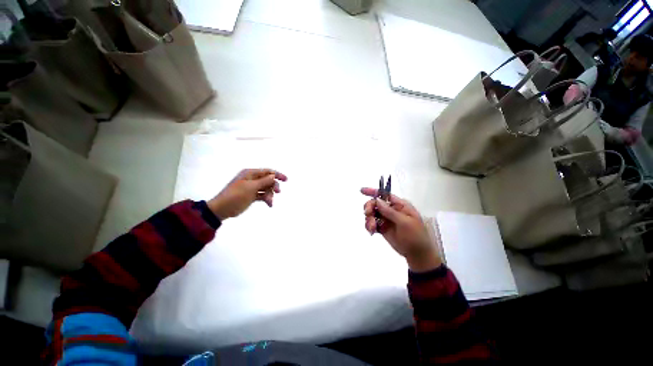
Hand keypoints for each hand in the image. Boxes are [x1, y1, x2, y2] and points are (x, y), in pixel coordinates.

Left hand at [208, 169, 287, 219]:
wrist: (222, 209)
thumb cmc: (235, 196)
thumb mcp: (251, 187)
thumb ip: (264, 181)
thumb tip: (273, 176)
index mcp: (250, 174)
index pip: (267, 171)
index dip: (277, 175)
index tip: (286, 180)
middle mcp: (252, 179)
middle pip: (268, 180)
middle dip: (273, 186)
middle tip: (277, 192)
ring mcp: (252, 188)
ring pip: (266, 188)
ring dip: (270, 194)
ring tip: (270, 202)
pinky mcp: (252, 196)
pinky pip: (262, 195)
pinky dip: (266, 199)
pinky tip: (269, 204)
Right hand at [361, 188, 441, 271]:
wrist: (417, 254)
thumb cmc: (415, 236)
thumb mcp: (405, 223)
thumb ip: (390, 211)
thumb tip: (378, 200)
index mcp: (399, 205)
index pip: (385, 195)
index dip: (373, 191)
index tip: (361, 191)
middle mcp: (391, 210)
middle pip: (375, 203)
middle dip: (369, 208)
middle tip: (368, 215)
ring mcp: (386, 219)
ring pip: (372, 214)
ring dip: (368, 219)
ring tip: (372, 228)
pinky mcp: (382, 227)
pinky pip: (372, 223)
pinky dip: (369, 226)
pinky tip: (371, 231)